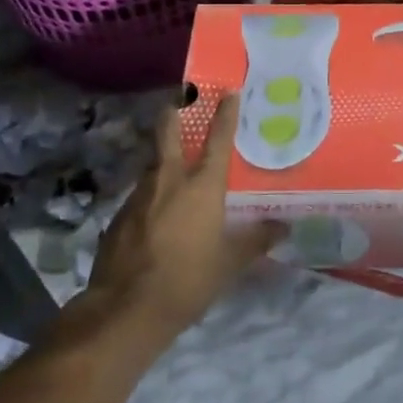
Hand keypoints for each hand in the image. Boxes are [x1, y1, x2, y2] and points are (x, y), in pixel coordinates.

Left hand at [89, 93, 284, 338]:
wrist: (125, 310)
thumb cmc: (188, 279)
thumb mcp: (230, 263)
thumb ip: (256, 240)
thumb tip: (284, 227)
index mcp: (201, 187)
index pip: (217, 141)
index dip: (225, 115)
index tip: (228, 92)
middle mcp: (168, 181)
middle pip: (168, 136)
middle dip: (173, 115)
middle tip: (176, 100)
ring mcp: (138, 198)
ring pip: (153, 168)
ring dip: (162, 162)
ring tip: (173, 169)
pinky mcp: (118, 219)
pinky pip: (140, 198)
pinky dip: (150, 197)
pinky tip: (154, 215)